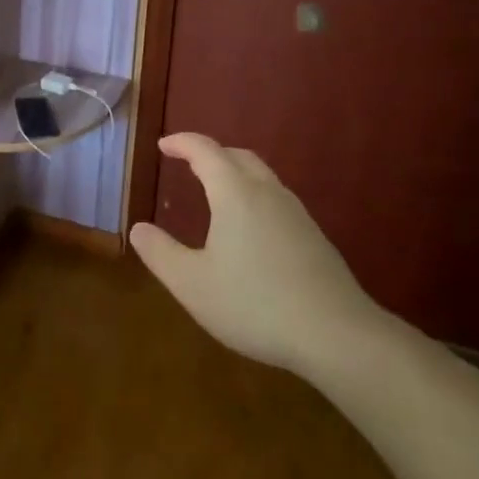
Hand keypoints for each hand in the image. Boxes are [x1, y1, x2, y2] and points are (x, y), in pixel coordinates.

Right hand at [129, 133, 385, 373]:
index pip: (205, 151)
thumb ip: (160, 253)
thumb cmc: (256, 304)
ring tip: (216, 193)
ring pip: (262, 178)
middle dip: (210, 153)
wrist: (339, 336)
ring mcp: (297, 215)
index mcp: (235, 194)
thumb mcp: (192, 284)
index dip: (181, 143)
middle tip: (187, 162)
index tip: (163, 145)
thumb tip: (139, 229)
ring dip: (235, 174)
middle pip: (238, 157)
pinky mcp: (315, 239)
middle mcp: (268, 194)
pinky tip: (250, 230)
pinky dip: (254, 197)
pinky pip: (277, 201)